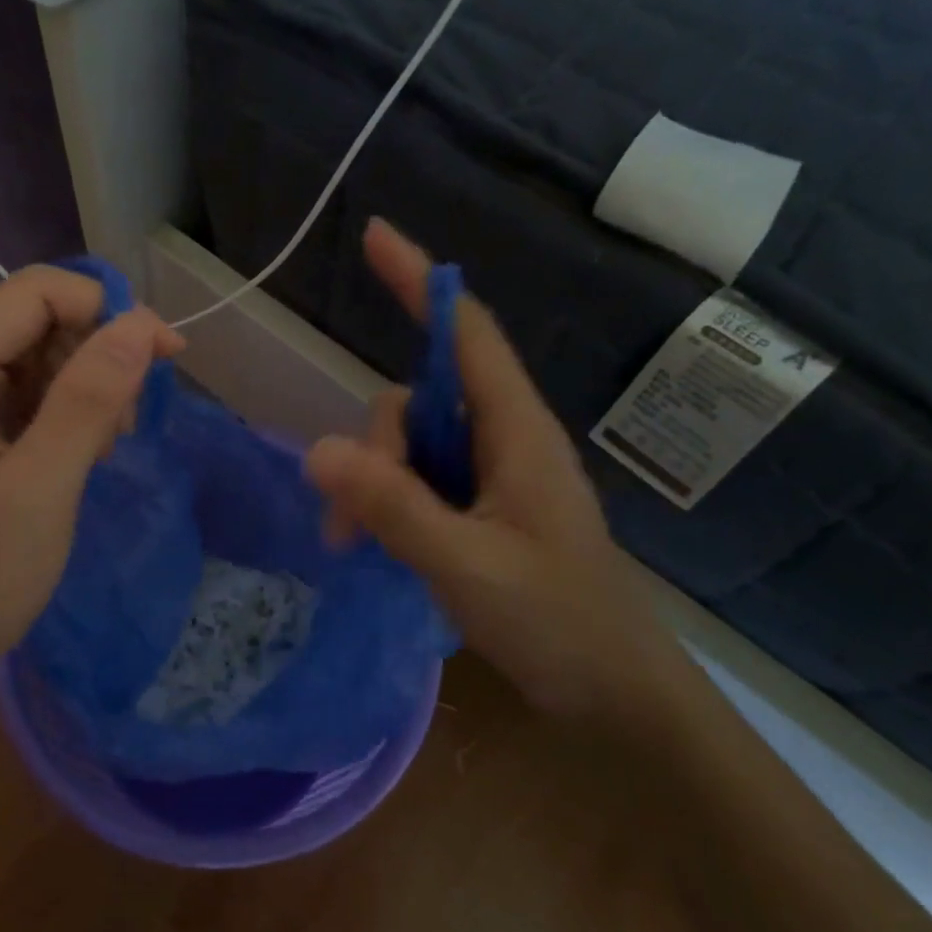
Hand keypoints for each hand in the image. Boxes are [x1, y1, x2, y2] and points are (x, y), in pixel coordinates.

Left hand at [0, 266, 183, 710]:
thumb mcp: (39, 489)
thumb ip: (88, 400)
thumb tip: (141, 325)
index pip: (35, 293)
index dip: (106, 310)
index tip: (164, 358)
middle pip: (35, 321)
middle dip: (95, 355)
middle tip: (126, 424)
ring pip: (34, 359)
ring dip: (84, 388)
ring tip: (104, 448)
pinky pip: (22, 397)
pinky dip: (63, 415)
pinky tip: (80, 457)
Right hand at [306, 220, 689, 727]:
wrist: (615, 696)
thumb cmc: (557, 623)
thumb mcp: (466, 565)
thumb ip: (393, 506)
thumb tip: (317, 449)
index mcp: (515, 432)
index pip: (466, 334)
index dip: (422, 282)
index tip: (375, 235)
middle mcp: (500, 440)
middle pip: (416, 400)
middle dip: (372, 445)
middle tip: (349, 521)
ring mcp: (488, 477)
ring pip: (407, 446)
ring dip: (371, 484)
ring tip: (355, 545)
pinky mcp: (477, 510)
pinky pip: (415, 483)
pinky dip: (385, 505)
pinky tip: (373, 547)